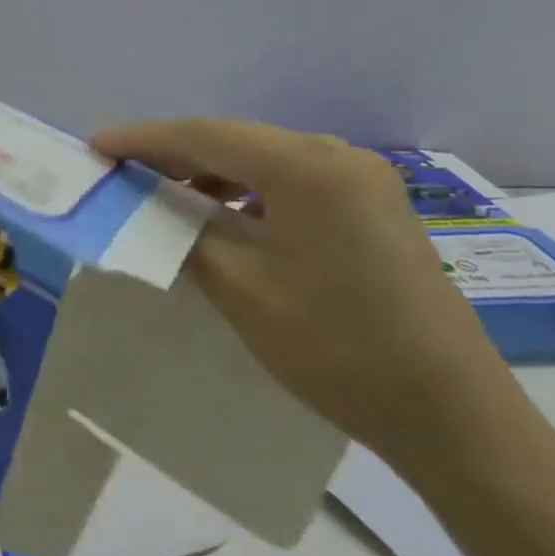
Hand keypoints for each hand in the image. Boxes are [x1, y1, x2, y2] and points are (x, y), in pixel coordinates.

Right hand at [91, 119, 518, 474]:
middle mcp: (337, 155)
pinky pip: (293, 182)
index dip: (144, 140)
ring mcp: (363, 180)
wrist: (457, 419)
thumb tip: (146, 205)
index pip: (205, 136)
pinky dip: (249, 191)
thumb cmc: (339, 349)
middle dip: (174, 153)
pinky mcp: (374, 206)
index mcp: (306, 166)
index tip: (96, 146)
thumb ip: (185, 232)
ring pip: (264, 160)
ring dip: (212, 172)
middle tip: (122, 168)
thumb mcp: (242, 288)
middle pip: (235, 140)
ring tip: (164, 192)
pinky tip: (225, 215)